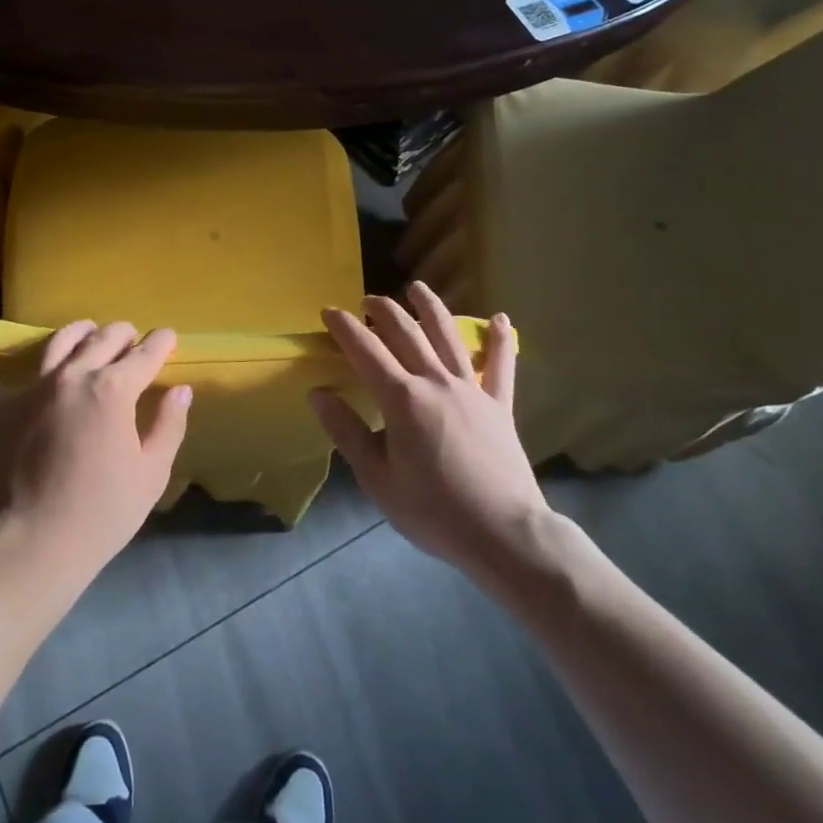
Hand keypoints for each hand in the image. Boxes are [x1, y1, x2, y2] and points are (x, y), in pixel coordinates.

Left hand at [0, 321, 191, 592]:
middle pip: (103, 339)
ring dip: (77, 332)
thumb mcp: (152, 472)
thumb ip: (168, 425)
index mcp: (114, 388)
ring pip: (58, 342)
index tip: (168, 336)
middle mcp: (74, 375)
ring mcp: (34, 389)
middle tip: (132, 339)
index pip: (145, 354)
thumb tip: (180, 390)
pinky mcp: (2, 410)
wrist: (36, 541)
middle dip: (123, 334)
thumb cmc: (103, 511)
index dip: (161, 342)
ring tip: (86, 332)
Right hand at [311, 283, 547, 578]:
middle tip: (366, 301)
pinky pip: (502, 366)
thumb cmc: (433, 511)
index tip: (328, 312)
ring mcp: (471, 390)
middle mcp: (435, 381)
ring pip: (448, 336)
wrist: (504, 534)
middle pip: (405, 333)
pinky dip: (501, 340)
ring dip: (430, 308)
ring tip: (417, 288)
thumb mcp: (377, 479)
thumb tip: (318, 393)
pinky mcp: (499, 405)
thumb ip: (347, 432)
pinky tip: (501, 319)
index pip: (365, 350)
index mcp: (401, 398)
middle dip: (382, 310)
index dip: (344, 327)